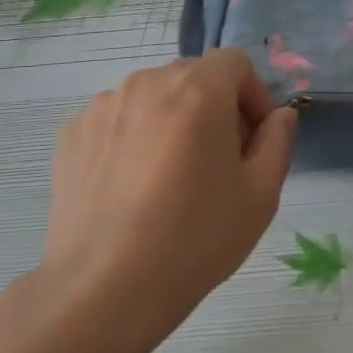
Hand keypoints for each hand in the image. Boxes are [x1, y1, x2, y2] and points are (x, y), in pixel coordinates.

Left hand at [45, 50, 297, 321]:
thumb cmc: (196, 237)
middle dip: (214, 108)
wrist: (105, 289)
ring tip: (170, 179)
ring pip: (154, 99)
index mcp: (197, 89)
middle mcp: (147, 83)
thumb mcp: (261, 194)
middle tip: (217, 163)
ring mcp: (103, 107)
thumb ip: (278, 141)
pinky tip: (133, 189)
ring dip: (172, 122)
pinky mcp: (72, 135)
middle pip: (193, 77)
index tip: (252, 141)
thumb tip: (280, 115)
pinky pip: (118, 121)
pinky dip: (134, 139)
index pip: (235, 63)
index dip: (253, 96)